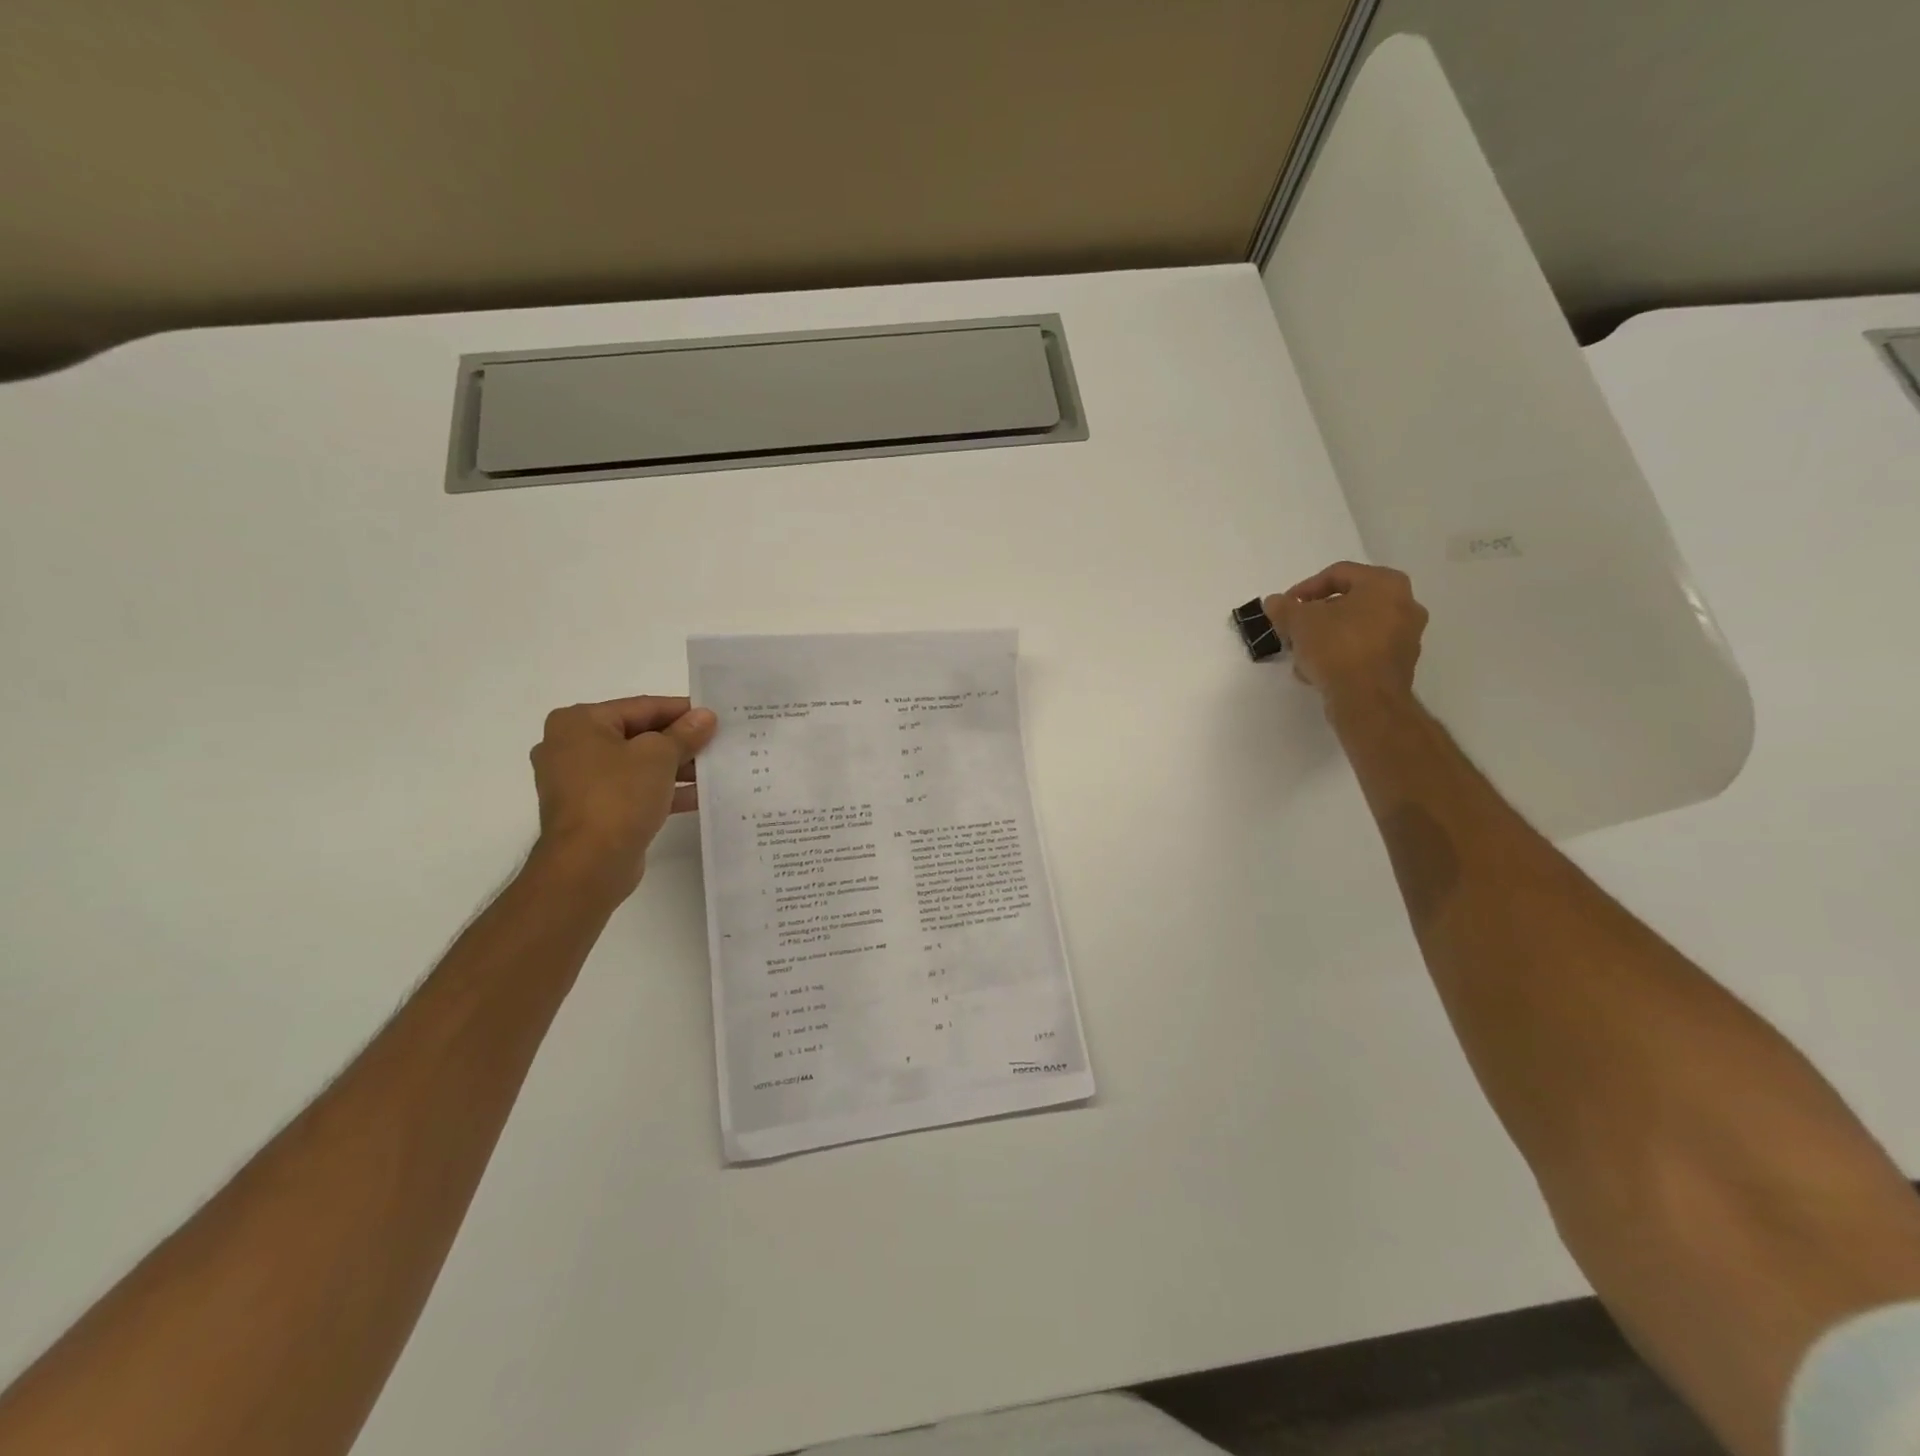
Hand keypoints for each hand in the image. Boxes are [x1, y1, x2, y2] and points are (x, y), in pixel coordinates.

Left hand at [528, 696, 717, 900]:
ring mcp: (580, 782)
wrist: (588, 865)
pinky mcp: (592, 810)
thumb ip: (685, 734)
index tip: (715, 716)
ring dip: (675, 767)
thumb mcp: (659, 756)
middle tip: (718, 741)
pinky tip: (699, 795)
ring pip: (637, 765)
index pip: (641, 707)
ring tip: (714, 768)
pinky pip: (633, 791)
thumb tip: (705, 716)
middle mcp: (571, 747)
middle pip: (638, 735)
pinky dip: (662, 790)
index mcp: (579, 723)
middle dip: (679, 741)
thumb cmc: (618, 796)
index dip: (682, 711)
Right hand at [1264, 562, 1428, 711]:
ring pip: (1355, 628)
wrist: (1367, 699)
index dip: (1304, 589)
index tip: (1284, 607)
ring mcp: (1406, 636)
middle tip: (1292, 630)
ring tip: (1301, 655)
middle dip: (1315, 617)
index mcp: (1385, 583)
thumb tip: (1274, 602)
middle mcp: (1404, 604)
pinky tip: (1317, 672)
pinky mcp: (1400, 665)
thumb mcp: (1299, 622)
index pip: (1338, 574)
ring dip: (1326, 638)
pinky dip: (1341, 656)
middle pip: (1348, 602)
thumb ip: (1284, 607)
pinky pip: (1364, 651)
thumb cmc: (1337, 647)